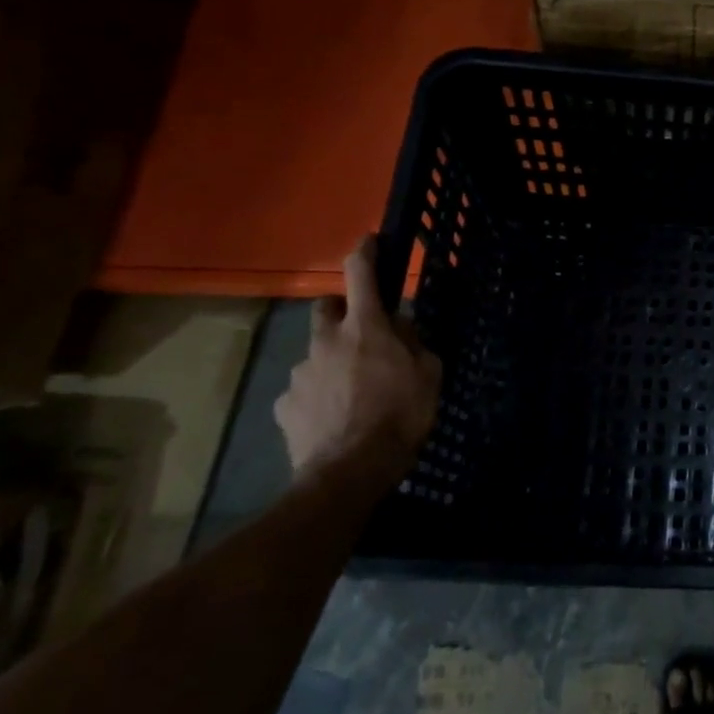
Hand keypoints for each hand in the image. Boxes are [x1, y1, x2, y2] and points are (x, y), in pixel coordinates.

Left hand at [274, 236, 441, 488]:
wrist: (349, 472)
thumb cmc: (399, 415)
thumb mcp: (429, 374)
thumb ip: (415, 344)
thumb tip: (401, 327)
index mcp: (365, 327)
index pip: (360, 274)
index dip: (365, 252)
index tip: (368, 240)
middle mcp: (326, 341)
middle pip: (324, 307)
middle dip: (339, 310)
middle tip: (359, 331)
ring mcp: (300, 373)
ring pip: (315, 354)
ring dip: (331, 361)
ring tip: (352, 392)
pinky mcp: (284, 405)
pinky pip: (303, 391)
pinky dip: (317, 396)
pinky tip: (333, 417)